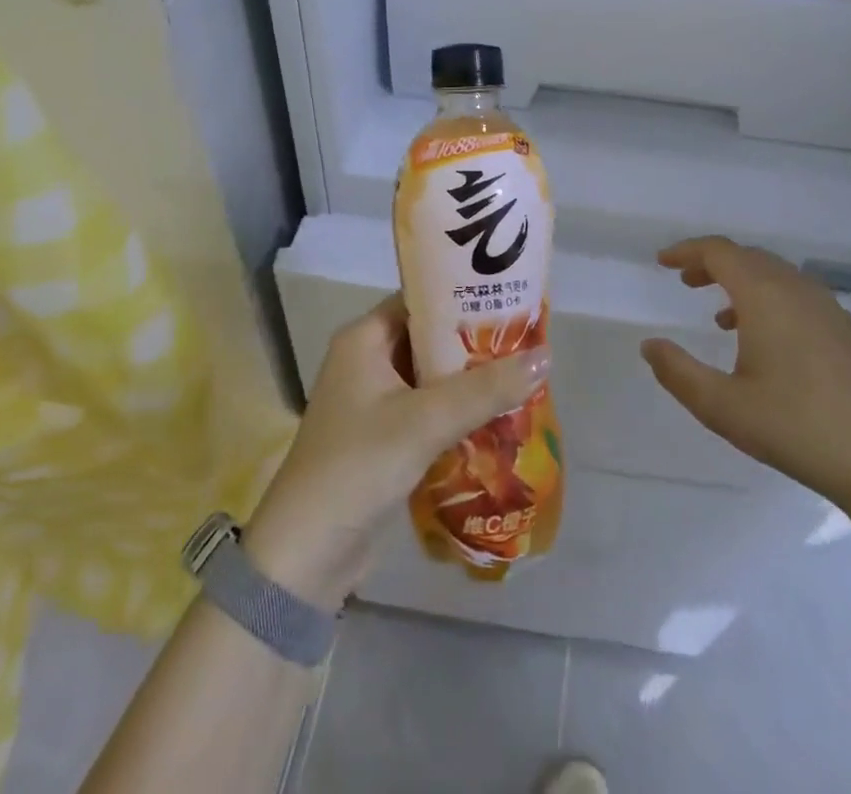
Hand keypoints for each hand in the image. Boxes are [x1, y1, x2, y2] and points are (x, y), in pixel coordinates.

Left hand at [243, 296, 549, 609]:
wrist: (305, 555)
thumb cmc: (358, 466)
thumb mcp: (425, 421)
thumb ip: (485, 389)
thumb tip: (545, 356)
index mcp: (364, 339)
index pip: (421, 299)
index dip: (464, 295)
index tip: (510, 298)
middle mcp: (367, 360)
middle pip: (430, 338)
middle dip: (475, 342)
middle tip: (527, 339)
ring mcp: (373, 400)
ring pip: (432, 377)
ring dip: (471, 380)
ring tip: (523, 373)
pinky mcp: (383, 436)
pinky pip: (428, 409)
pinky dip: (458, 411)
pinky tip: (498, 416)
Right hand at [639, 236, 850, 518]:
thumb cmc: (799, 429)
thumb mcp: (724, 407)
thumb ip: (679, 373)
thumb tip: (649, 345)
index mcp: (766, 296)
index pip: (720, 252)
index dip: (688, 251)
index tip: (663, 261)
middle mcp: (799, 290)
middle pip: (749, 258)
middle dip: (713, 264)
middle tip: (686, 281)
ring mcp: (831, 310)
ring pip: (777, 277)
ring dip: (743, 283)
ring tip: (721, 316)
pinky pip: (799, 297)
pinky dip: (771, 301)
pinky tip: (767, 344)